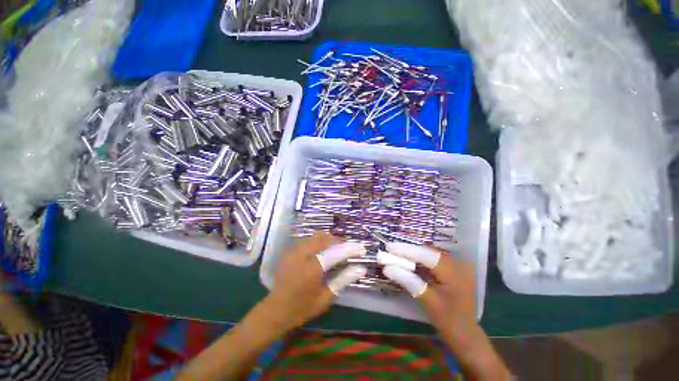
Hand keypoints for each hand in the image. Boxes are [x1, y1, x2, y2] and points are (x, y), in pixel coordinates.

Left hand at [265, 232, 366, 330]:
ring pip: (317, 236)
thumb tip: (360, 268)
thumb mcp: (326, 297)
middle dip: (339, 242)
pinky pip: (309, 239)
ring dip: (329, 240)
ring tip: (337, 249)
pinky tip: (323, 251)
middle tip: (348, 250)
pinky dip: (320, 241)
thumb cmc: (302, 308)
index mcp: (312, 269)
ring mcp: (294, 250)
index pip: (335, 252)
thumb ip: (343, 279)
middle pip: (325, 238)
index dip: (350, 249)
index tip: (361, 249)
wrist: (275, 310)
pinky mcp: (290, 250)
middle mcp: (302, 255)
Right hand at [382, 243, 475, 332]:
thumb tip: (387, 268)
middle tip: (390, 250)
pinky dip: (420, 259)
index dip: (406, 250)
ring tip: (396, 254)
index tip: (389, 247)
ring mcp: (456, 266)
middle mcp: (456, 264)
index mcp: (453, 272)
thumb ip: (408, 280)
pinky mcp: (452, 270)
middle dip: (408, 250)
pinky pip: (433, 259)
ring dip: (413, 254)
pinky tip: (409, 261)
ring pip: (429, 253)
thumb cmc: (448, 320)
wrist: (466, 334)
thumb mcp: (427, 300)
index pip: (426, 254)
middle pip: (427, 251)